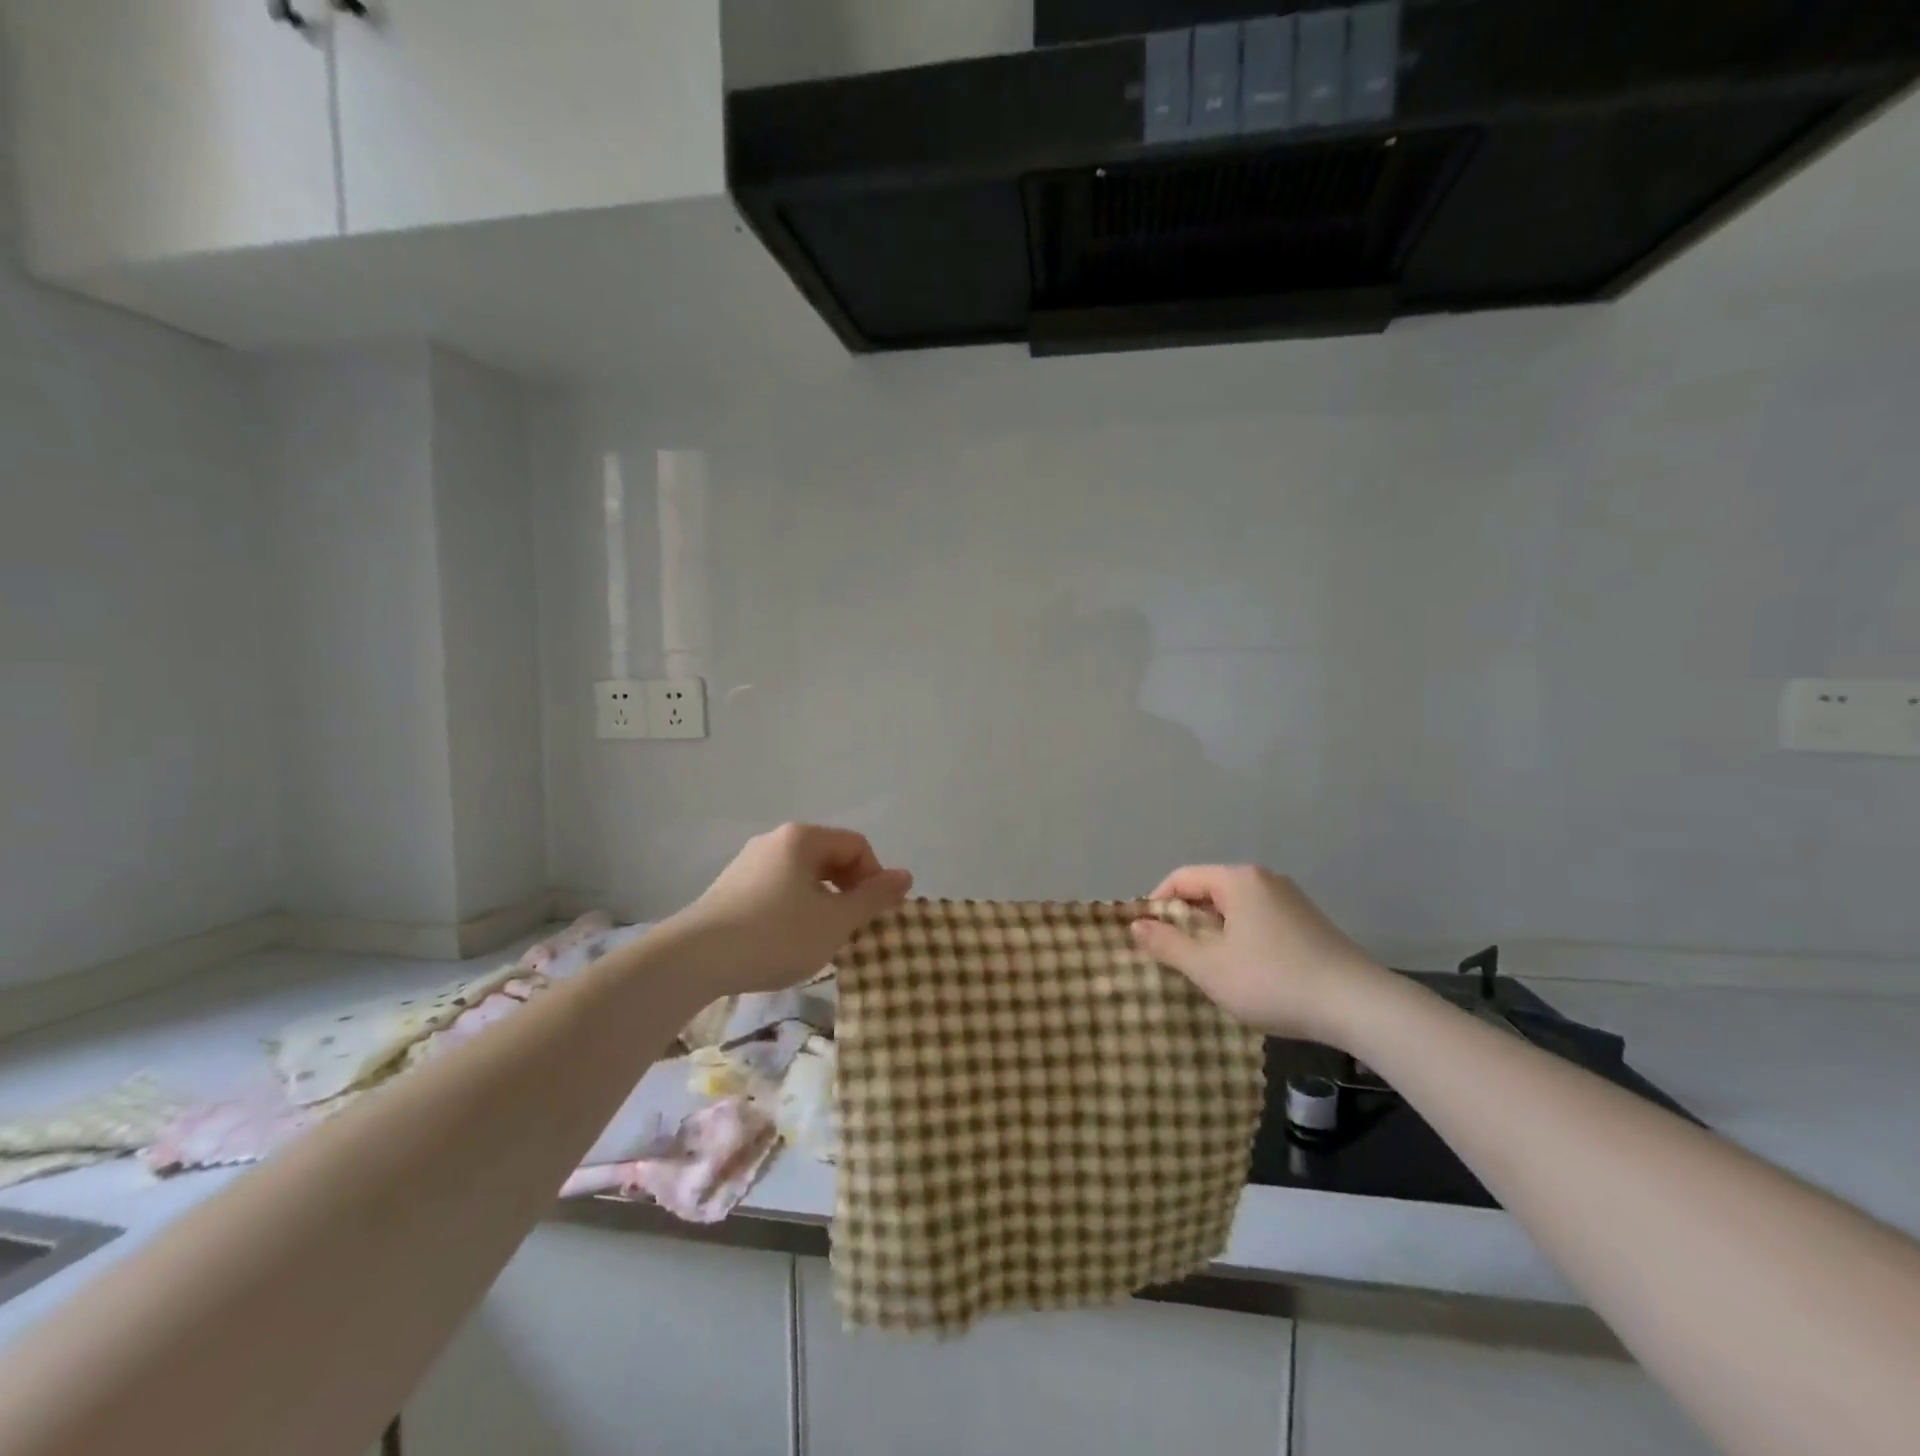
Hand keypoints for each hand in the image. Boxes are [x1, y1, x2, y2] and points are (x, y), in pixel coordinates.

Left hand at [671, 823, 912, 994]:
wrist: (694, 959)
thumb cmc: (775, 935)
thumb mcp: (835, 921)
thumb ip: (874, 898)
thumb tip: (905, 875)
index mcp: (803, 838)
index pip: (857, 846)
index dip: (874, 878)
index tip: (871, 915)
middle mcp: (775, 840)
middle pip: (829, 857)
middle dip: (848, 891)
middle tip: (849, 929)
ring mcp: (748, 862)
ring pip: (803, 876)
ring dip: (822, 903)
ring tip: (819, 939)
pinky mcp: (730, 887)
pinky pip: (777, 889)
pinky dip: (794, 909)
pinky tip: (785, 942)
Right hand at [1131, 865, 1386, 1044]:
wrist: (1359, 1006)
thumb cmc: (1273, 981)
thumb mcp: (1209, 967)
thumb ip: (1167, 944)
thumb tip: (1135, 925)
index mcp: (1238, 880)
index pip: (1181, 878)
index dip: (1156, 904)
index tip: (1145, 938)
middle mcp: (1264, 879)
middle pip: (1208, 891)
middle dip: (1185, 921)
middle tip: (1172, 957)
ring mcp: (1291, 900)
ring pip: (1234, 909)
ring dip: (1213, 934)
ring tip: (1206, 969)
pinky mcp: (1309, 924)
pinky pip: (1258, 921)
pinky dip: (1240, 939)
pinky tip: (1245, 973)